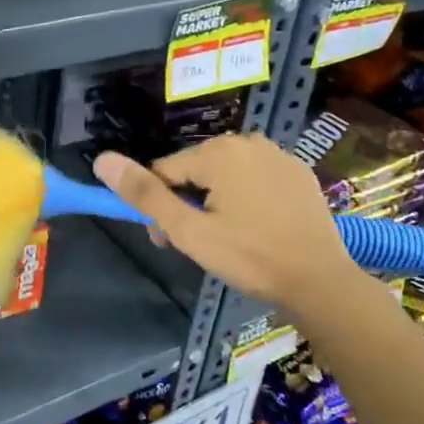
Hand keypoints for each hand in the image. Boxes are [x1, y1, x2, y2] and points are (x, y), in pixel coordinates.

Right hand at [93, 133, 366, 307]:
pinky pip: (255, 180)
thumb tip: (102, 159)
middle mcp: (248, 141)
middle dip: (186, 204)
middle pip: (195, 171)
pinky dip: (247, 200)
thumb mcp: (188, 231)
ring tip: (227, 241)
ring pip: (225, 175)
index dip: (159, 207)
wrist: (321, 281)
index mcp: (218, 152)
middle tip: (198, 245)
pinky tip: (256, 230)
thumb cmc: (249, 257)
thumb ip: (145, 195)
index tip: (167, 240)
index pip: (164, 171)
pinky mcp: (298, 173)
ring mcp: (278, 155)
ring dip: (215, 202)